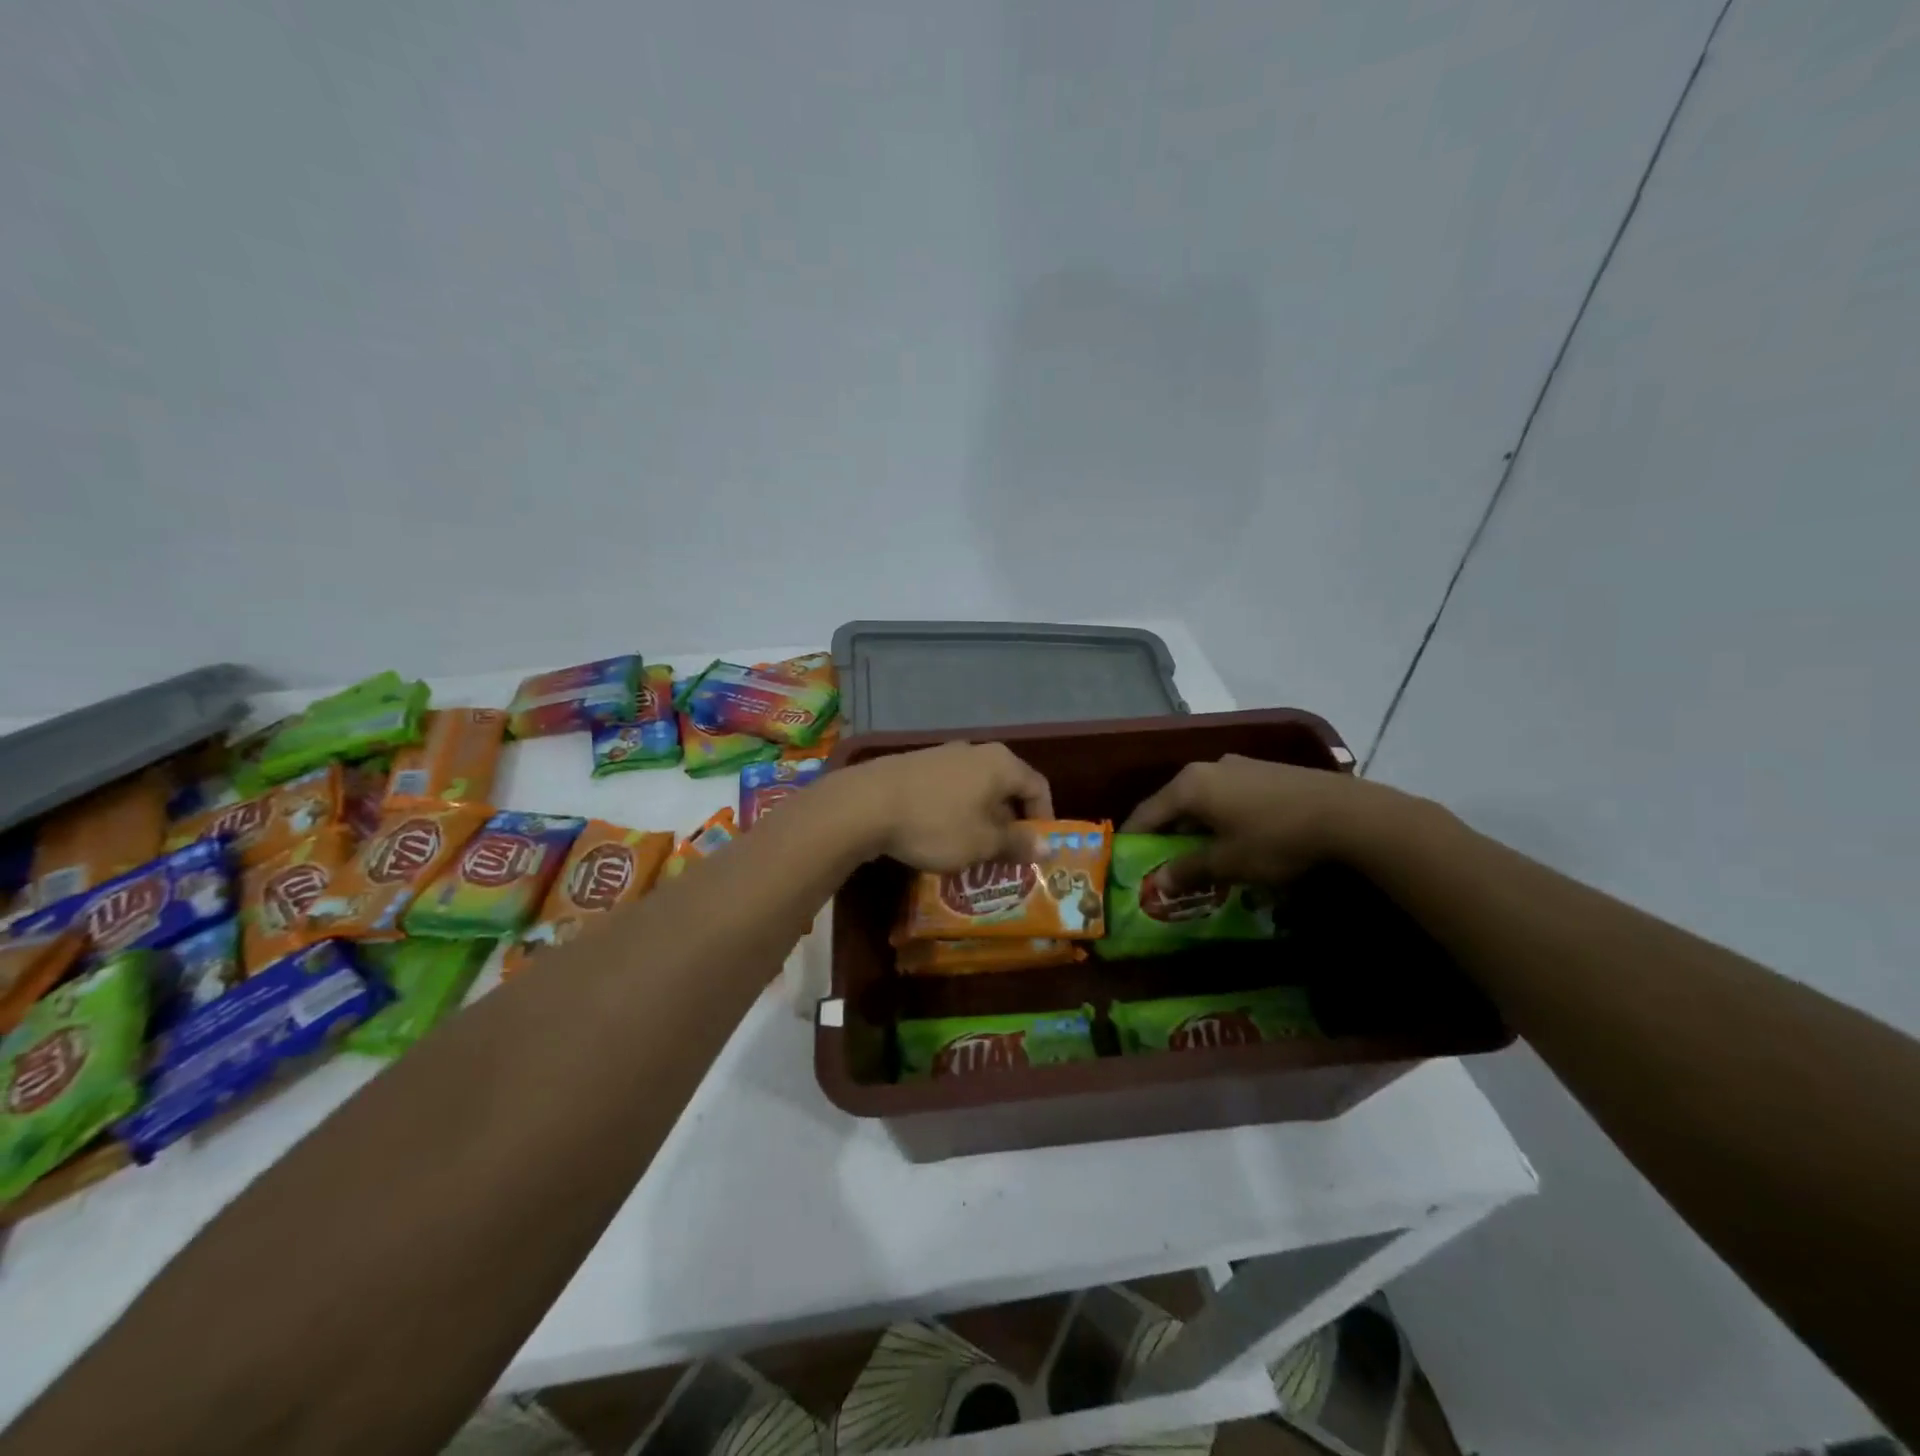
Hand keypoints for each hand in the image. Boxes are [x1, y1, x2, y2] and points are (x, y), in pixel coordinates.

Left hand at [833, 743, 1053, 871]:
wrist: (865, 804)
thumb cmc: (936, 824)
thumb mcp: (982, 843)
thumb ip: (1017, 844)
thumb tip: (1047, 847)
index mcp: (1001, 763)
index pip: (1038, 787)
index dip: (1043, 819)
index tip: (1035, 850)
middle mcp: (975, 751)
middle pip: (1005, 787)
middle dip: (1008, 824)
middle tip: (1003, 857)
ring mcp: (942, 755)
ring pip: (975, 790)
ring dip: (979, 820)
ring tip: (970, 852)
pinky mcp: (915, 766)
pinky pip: (948, 791)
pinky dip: (953, 813)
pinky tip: (937, 836)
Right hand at [1121, 754, 1394, 887]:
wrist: (1348, 814)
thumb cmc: (1276, 839)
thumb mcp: (1228, 862)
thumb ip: (1188, 870)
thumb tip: (1156, 883)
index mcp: (1189, 786)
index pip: (1146, 813)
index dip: (1132, 838)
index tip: (1123, 861)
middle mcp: (1207, 768)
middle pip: (1173, 803)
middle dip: (1165, 833)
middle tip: (1161, 862)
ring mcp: (1238, 766)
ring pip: (1202, 798)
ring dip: (1195, 825)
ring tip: (1198, 853)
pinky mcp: (1264, 771)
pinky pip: (1227, 794)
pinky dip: (1219, 816)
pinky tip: (1234, 836)